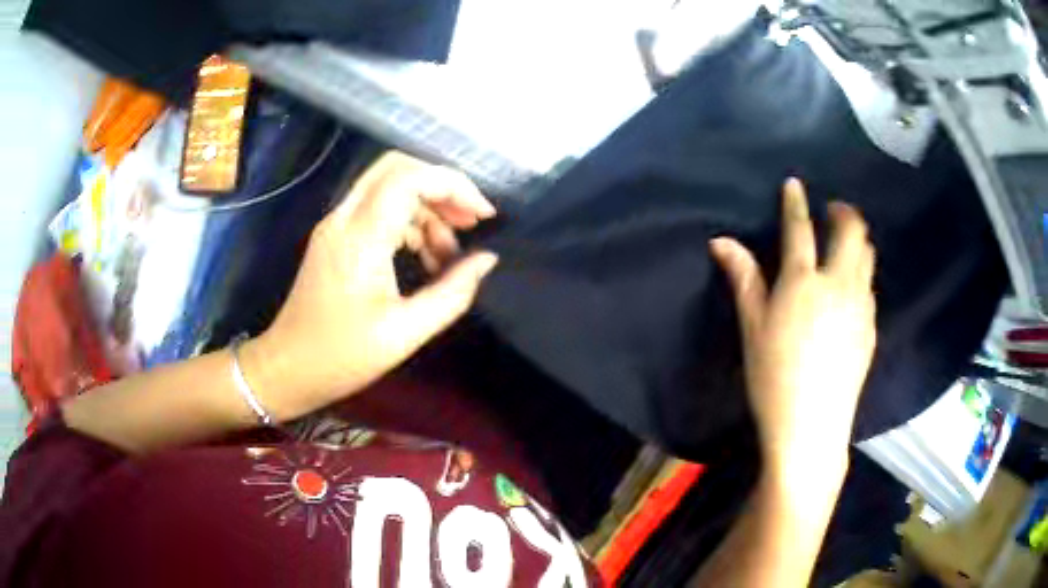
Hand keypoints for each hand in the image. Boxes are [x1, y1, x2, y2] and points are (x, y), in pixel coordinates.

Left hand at [242, 151, 498, 419]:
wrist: (288, 368)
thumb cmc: (342, 356)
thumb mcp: (405, 332)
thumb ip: (452, 293)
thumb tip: (486, 260)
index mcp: (361, 237)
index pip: (411, 178)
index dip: (454, 186)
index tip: (484, 216)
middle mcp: (344, 218)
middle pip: (398, 168)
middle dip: (441, 187)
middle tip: (469, 223)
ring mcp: (336, 225)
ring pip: (389, 187)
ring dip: (426, 209)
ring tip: (447, 256)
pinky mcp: (334, 237)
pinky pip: (377, 209)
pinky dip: (408, 222)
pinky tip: (424, 258)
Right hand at [710, 178, 875, 487]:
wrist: (812, 425)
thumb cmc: (773, 377)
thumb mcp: (753, 327)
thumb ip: (744, 279)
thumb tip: (721, 242)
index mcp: (803, 282)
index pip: (800, 229)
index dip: (796, 203)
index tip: (795, 185)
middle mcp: (839, 284)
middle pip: (852, 232)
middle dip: (844, 212)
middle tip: (833, 211)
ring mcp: (861, 305)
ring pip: (868, 256)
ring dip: (858, 240)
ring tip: (845, 244)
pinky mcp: (871, 327)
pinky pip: (871, 286)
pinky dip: (862, 274)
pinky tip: (851, 290)